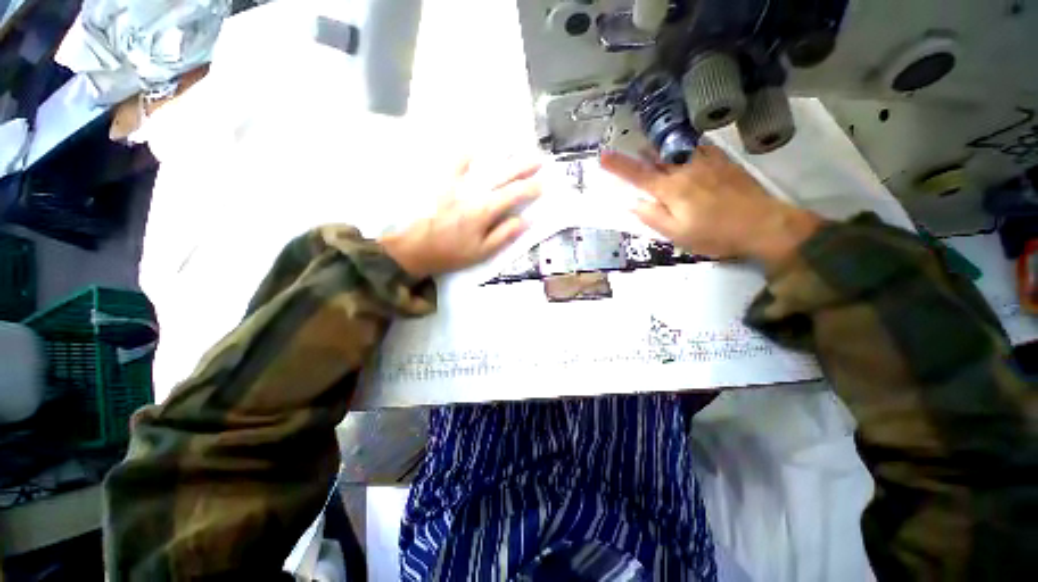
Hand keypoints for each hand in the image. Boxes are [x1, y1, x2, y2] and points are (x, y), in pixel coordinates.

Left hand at [380, 157, 540, 277]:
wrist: (413, 248)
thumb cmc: (450, 254)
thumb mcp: (482, 252)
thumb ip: (504, 234)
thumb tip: (525, 220)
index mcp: (484, 210)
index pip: (513, 194)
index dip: (530, 188)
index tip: (543, 183)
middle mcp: (472, 191)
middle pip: (502, 175)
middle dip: (522, 166)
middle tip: (539, 159)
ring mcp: (456, 184)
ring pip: (484, 165)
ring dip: (501, 156)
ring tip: (515, 147)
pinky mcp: (442, 182)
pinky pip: (455, 163)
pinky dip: (467, 154)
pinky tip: (475, 148)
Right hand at [601, 145, 821, 268]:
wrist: (763, 224)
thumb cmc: (715, 234)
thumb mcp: (677, 234)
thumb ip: (652, 217)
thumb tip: (632, 203)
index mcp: (670, 191)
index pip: (637, 175)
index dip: (617, 166)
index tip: (602, 156)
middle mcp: (685, 170)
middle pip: (655, 155)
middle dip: (639, 153)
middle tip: (629, 153)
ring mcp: (705, 161)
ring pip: (674, 148)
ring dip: (658, 148)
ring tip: (650, 150)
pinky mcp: (722, 160)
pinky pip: (696, 145)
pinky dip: (682, 146)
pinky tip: (681, 150)